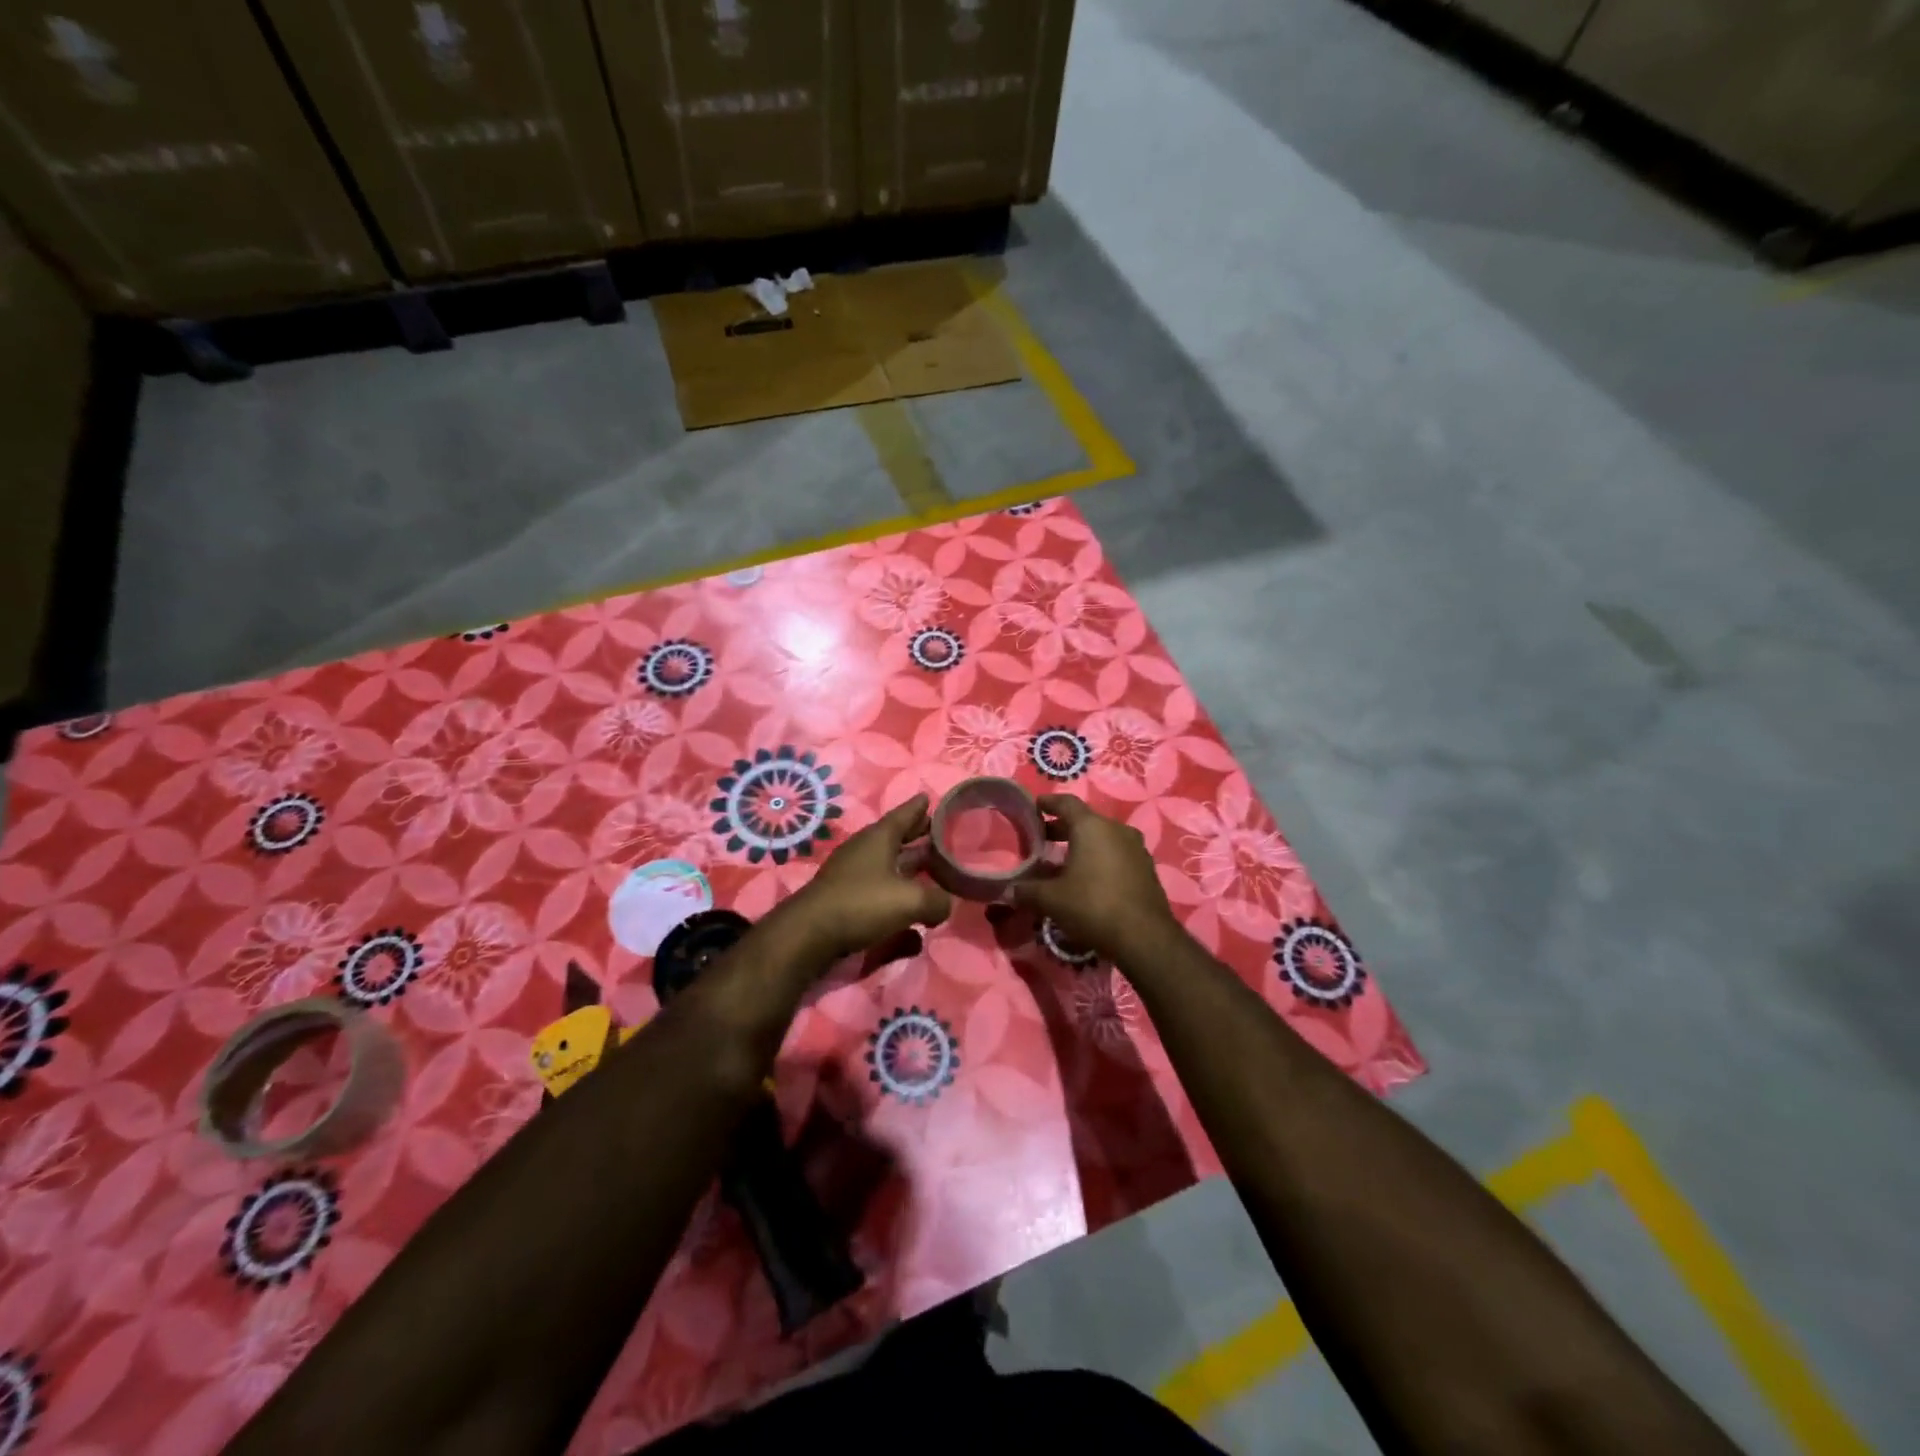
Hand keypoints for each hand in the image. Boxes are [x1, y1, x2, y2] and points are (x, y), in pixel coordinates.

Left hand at [776, 794, 952, 962]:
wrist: (809, 935)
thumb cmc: (862, 904)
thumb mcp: (910, 901)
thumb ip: (936, 901)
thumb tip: (945, 905)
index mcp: (879, 838)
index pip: (904, 814)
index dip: (918, 808)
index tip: (928, 798)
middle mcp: (865, 851)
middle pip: (896, 839)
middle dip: (917, 837)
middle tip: (940, 836)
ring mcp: (853, 876)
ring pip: (888, 866)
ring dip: (908, 869)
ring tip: (931, 873)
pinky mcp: (846, 901)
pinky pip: (879, 893)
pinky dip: (896, 898)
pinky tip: (913, 922)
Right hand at [1013, 794, 1178, 960]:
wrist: (1145, 939)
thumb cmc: (1092, 906)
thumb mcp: (1051, 900)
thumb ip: (1026, 891)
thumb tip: (1008, 891)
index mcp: (1092, 827)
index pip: (1066, 803)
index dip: (1048, 803)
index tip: (1035, 806)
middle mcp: (1117, 830)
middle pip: (1085, 821)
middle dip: (1062, 829)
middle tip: (1042, 840)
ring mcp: (1136, 849)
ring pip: (1103, 839)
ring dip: (1083, 846)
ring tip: (1063, 862)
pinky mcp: (1147, 870)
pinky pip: (1118, 856)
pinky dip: (1100, 860)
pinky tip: (1089, 880)